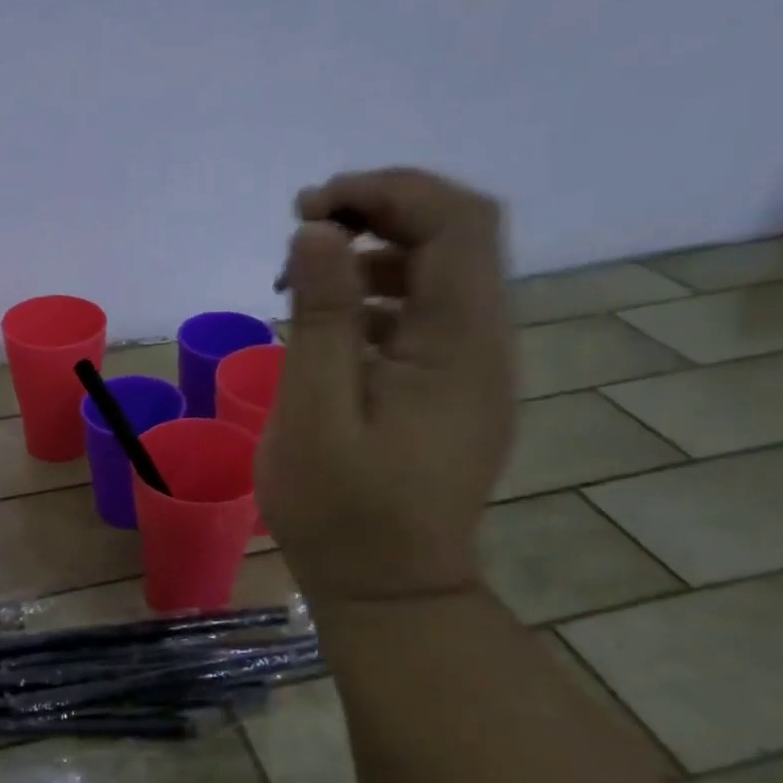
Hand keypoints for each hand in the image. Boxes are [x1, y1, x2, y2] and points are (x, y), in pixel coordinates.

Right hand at [259, 167, 514, 599]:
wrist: (390, 590)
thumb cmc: (342, 512)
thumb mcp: (314, 416)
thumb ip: (320, 319)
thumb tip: (318, 231)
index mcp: (459, 345)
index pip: (456, 222)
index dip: (388, 192)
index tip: (313, 208)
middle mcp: (483, 344)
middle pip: (454, 237)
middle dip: (378, 213)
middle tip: (302, 230)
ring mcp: (472, 368)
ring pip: (438, 274)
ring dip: (371, 255)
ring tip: (300, 281)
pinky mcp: (452, 389)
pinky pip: (423, 316)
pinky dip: (375, 298)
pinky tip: (326, 325)